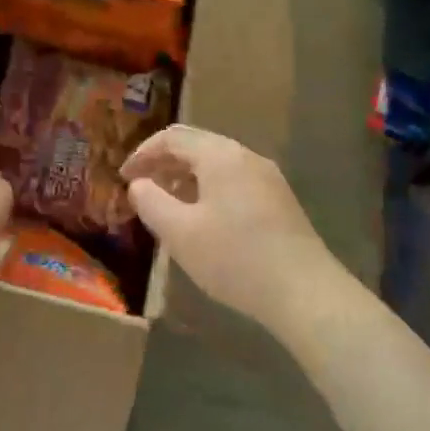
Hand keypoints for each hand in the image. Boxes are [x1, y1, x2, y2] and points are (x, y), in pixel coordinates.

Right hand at [122, 125, 343, 331]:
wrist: (305, 292)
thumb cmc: (235, 258)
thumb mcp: (180, 232)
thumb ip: (151, 202)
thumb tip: (138, 184)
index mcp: (220, 156)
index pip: (172, 137)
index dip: (143, 153)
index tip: (124, 178)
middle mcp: (245, 156)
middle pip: (196, 145)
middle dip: (164, 162)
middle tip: (142, 187)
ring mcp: (267, 177)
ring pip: (217, 164)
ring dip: (186, 177)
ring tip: (167, 205)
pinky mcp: (279, 200)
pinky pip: (234, 180)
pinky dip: (209, 189)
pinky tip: (203, 220)